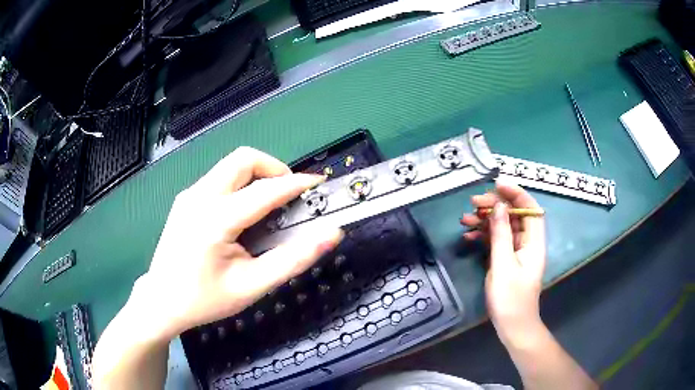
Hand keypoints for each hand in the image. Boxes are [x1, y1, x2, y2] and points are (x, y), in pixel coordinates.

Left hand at [129, 147, 343, 341]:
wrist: (162, 301)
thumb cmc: (205, 299)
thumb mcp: (252, 286)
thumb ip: (293, 260)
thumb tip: (330, 235)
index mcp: (215, 219)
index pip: (265, 190)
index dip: (296, 184)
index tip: (318, 185)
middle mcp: (199, 197)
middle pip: (244, 159)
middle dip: (273, 168)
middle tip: (289, 195)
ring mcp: (189, 195)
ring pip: (231, 164)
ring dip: (257, 175)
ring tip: (270, 204)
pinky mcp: (185, 198)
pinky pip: (220, 177)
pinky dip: (241, 183)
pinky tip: (244, 213)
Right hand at [460, 182, 545, 345]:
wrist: (512, 325)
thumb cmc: (510, 298)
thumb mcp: (503, 265)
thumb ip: (501, 234)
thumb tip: (498, 206)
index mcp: (534, 242)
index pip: (531, 209)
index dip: (517, 193)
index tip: (497, 184)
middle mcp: (528, 243)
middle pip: (515, 215)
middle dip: (496, 205)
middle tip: (474, 202)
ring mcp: (517, 251)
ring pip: (504, 227)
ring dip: (487, 220)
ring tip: (466, 217)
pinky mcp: (508, 259)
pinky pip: (497, 240)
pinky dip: (484, 235)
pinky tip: (469, 235)